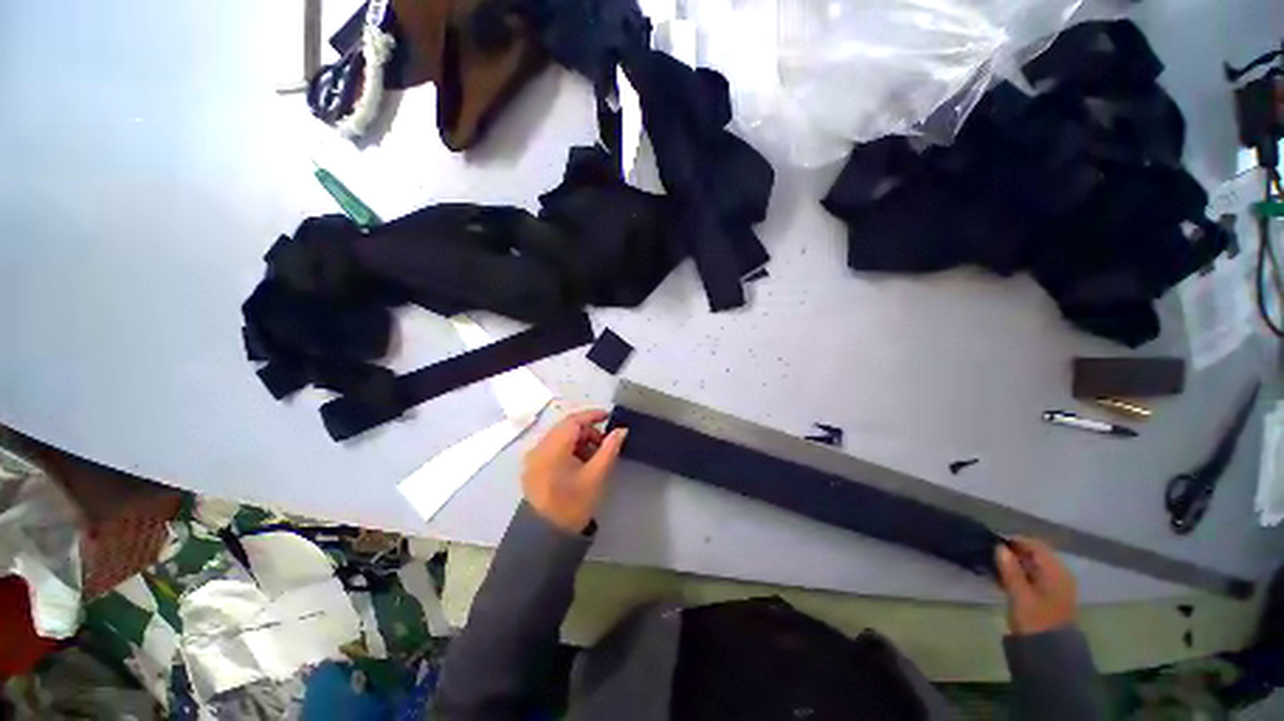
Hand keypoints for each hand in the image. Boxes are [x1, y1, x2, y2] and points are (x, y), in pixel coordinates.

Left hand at [522, 410, 627, 533]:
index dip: (591, 415)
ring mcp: (533, 458)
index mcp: (552, 449)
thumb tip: (621, 430)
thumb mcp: (596, 476)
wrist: (547, 537)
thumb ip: (609, 449)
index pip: (572, 421)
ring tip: (594, 456)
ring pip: (559, 437)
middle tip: (604, 442)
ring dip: (578, 440)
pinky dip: (568, 449)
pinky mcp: (532, 467)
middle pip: (565, 428)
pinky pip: (552, 448)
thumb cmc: (573, 505)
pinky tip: (580, 463)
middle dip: (587, 431)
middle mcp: (538, 448)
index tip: (608, 416)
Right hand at [996, 537, 1078, 635]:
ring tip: (998, 566)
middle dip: (1016, 552)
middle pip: (1037, 554)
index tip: (994, 542)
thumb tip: (999, 547)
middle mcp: (1060, 574)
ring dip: (1018, 563)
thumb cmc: (1035, 619)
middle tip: (994, 554)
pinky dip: (1023, 573)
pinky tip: (1008, 578)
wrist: (1050, 650)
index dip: (1015, 541)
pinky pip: (1037, 575)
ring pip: (1036, 565)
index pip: (1036, 545)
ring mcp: (1058, 585)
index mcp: (1056, 571)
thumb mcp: (1019, 594)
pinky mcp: (1053, 595)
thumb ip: (1010, 570)